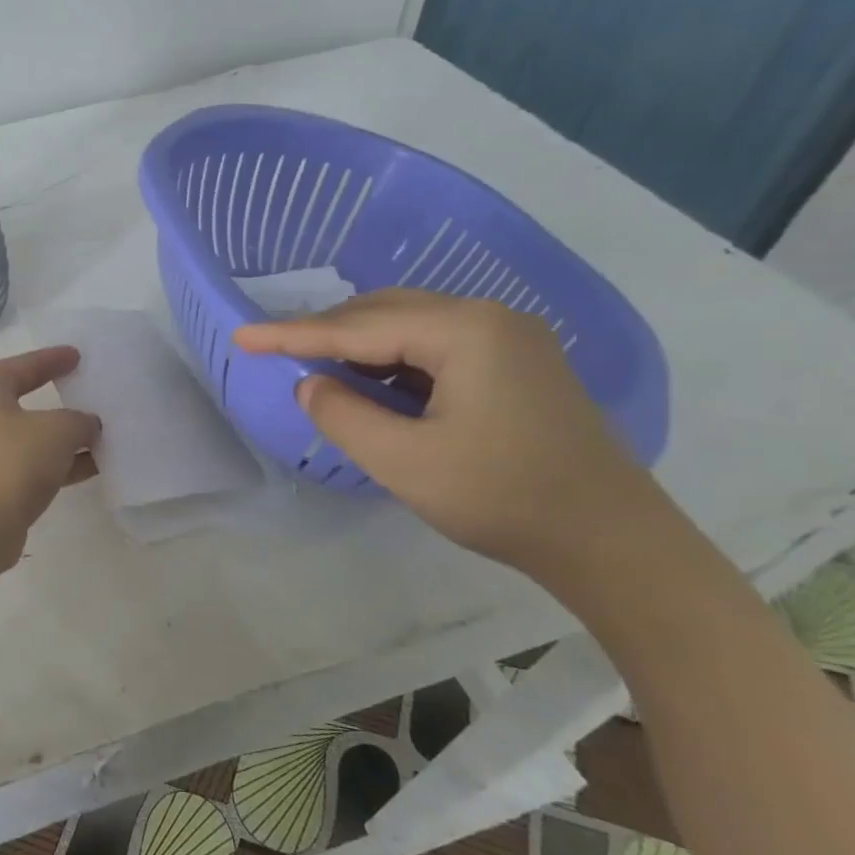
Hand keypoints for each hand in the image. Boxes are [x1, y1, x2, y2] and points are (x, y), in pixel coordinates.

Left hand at [0, 346, 101, 567]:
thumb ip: (79, 420)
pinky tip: (94, 466)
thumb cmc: (13, 462)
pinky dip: (59, 462)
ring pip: (32, 435)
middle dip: (60, 397)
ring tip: (103, 433)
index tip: (77, 355)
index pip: (23, 365)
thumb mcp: (58, 430)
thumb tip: (86, 425)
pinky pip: (32, 463)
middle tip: (89, 387)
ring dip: (65, 436)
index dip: (52, 358)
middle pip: (26, 398)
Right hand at [233, 289, 671, 577]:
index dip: (292, 334)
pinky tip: (375, 384)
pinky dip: (394, 361)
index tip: (241, 338)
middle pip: (385, 312)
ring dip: (360, 346)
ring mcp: (510, 338)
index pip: (357, 327)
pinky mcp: (518, 364)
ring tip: (318, 370)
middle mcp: (489, 318)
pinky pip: (437, 346)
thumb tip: (309, 383)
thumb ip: (342, 415)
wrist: (612, 542)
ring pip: (411, 326)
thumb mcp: (403, 461)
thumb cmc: (503, 498)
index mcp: (464, 331)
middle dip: (326, 333)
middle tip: (275, 352)